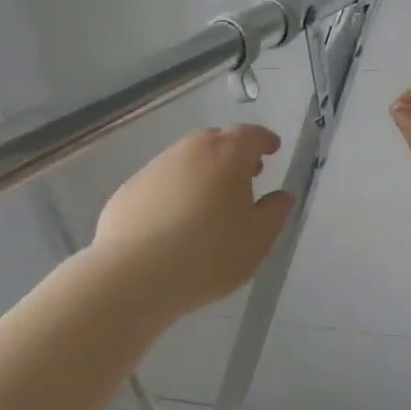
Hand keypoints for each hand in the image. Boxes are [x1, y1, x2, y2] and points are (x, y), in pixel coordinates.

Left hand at [93, 125, 296, 317]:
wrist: (134, 275)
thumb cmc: (209, 255)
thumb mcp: (257, 240)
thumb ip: (274, 213)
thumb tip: (282, 196)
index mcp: (227, 155)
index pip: (251, 134)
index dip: (264, 140)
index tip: (272, 149)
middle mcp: (189, 151)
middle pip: (215, 141)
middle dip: (233, 154)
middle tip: (244, 176)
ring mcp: (154, 167)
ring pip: (185, 160)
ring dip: (201, 173)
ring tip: (209, 203)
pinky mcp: (128, 190)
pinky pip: (161, 183)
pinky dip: (174, 192)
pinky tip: (174, 222)